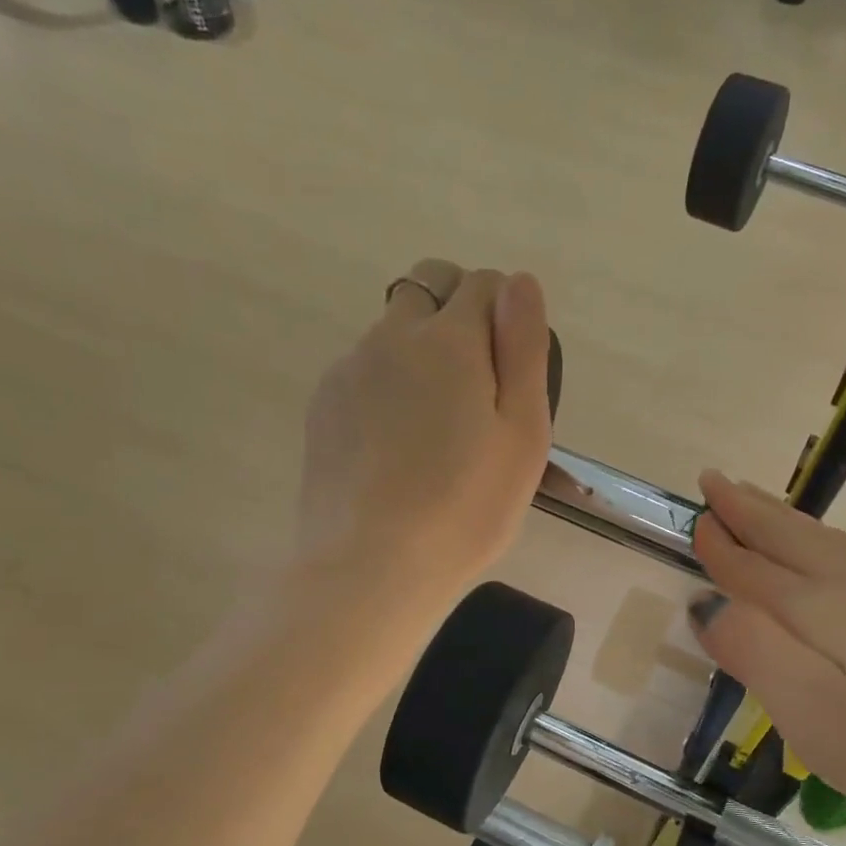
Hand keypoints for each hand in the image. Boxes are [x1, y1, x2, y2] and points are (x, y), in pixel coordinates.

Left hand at [297, 260, 552, 615]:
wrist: (371, 565)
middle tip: (477, 388)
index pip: (482, 283)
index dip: (505, 314)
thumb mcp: (523, 432)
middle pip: (428, 286)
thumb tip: (517, 281)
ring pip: (392, 331)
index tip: (512, 371)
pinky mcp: (322, 406)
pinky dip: (386, 386)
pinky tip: (395, 447)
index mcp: (447, 340)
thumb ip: (524, 348)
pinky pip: (363, 371)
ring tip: (434, 430)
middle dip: (458, 312)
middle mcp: (390, 337)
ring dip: (420, 352)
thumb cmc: (466, 506)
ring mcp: (348, 370)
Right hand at [686, 471, 845, 845]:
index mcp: (821, 609)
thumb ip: (757, 654)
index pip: (753, 569)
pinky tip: (832, 552)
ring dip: (786, 520)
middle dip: (749, 511)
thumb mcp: (819, 719)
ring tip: (759, 503)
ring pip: (829, 543)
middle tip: (718, 482)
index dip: (721, 546)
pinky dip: (828, 542)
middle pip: (791, 538)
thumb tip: (710, 606)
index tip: (696, 518)